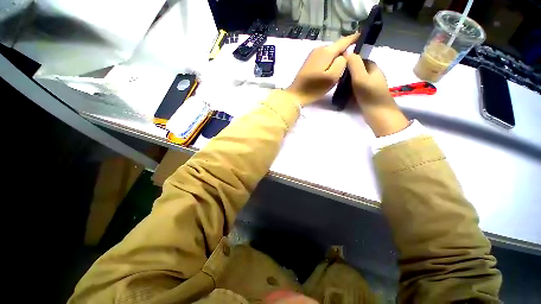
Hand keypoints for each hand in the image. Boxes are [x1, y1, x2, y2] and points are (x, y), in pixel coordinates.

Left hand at [286, 33, 359, 105]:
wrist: (296, 95)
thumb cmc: (314, 88)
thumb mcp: (332, 77)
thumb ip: (342, 63)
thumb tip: (345, 55)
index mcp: (326, 51)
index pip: (344, 40)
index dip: (354, 38)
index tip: (363, 35)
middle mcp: (319, 49)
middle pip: (337, 47)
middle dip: (346, 51)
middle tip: (354, 61)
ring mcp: (313, 55)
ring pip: (330, 53)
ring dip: (337, 58)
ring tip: (344, 66)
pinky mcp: (309, 62)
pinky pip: (324, 58)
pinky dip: (330, 62)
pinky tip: (331, 69)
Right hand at [345, 54, 409, 136]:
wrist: (378, 113)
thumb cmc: (369, 94)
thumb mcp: (360, 77)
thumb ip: (354, 64)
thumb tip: (346, 52)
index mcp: (373, 67)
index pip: (359, 59)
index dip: (349, 61)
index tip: (338, 66)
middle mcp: (372, 74)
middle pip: (357, 69)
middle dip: (347, 72)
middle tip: (336, 78)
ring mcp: (370, 85)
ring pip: (356, 79)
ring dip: (347, 81)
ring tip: (337, 86)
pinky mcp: (367, 94)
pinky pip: (356, 88)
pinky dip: (349, 89)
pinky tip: (343, 93)